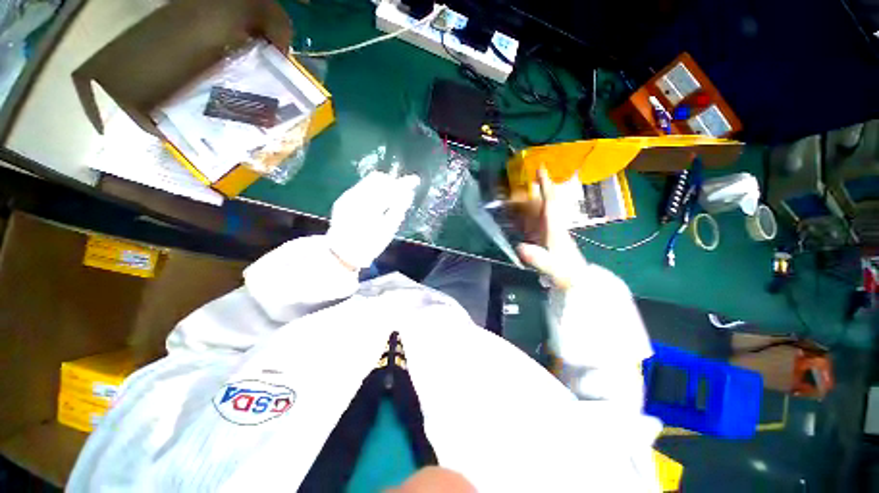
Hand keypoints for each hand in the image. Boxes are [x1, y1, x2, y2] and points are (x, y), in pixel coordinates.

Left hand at [327, 171, 420, 268]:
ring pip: (369, 182)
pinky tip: (378, 202)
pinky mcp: (343, 199)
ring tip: (392, 197)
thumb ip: (398, 210)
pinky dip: (373, 191)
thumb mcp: (387, 231)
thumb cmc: (369, 245)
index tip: (415, 180)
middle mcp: (355, 197)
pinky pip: (362, 188)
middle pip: (377, 179)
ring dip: (383, 186)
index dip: (403, 183)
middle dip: (392, 183)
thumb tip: (408, 194)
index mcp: (368, 206)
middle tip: (403, 191)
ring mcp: (347, 197)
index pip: (389, 187)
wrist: (342, 254)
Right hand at [514, 168, 587, 289]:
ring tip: (510, 195)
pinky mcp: (542, 239)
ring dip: (524, 202)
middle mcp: (551, 225)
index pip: (550, 202)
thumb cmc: (567, 274)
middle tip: (516, 179)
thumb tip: (519, 247)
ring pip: (535, 211)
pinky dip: (521, 216)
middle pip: (540, 203)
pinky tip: (513, 215)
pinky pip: (531, 223)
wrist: (575, 281)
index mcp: (555, 228)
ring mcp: (546, 232)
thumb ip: (539, 258)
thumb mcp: (553, 267)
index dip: (545, 185)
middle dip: (531, 189)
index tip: (540, 168)